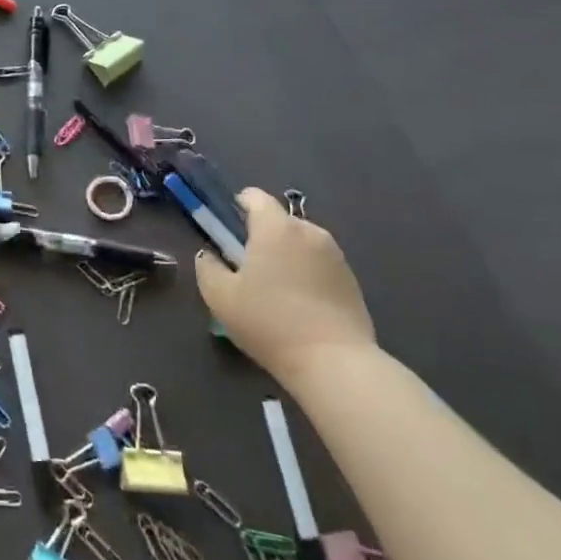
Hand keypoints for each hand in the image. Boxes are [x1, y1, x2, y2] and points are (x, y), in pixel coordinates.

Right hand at [194, 188, 375, 386]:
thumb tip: (209, 256)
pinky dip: (307, 275)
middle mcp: (308, 231)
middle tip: (248, 268)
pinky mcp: (352, 280)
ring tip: (276, 291)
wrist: (334, 362)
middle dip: (262, 236)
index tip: (228, 230)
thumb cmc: (269, 322)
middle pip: (279, 221)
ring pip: (301, 243)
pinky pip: (320, 265)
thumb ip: (207, 267)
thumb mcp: (220, 297)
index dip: (238, 206)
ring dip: (287, 256)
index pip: (255, 196)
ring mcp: (335, 255)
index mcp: (275, 227)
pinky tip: (300, 306)